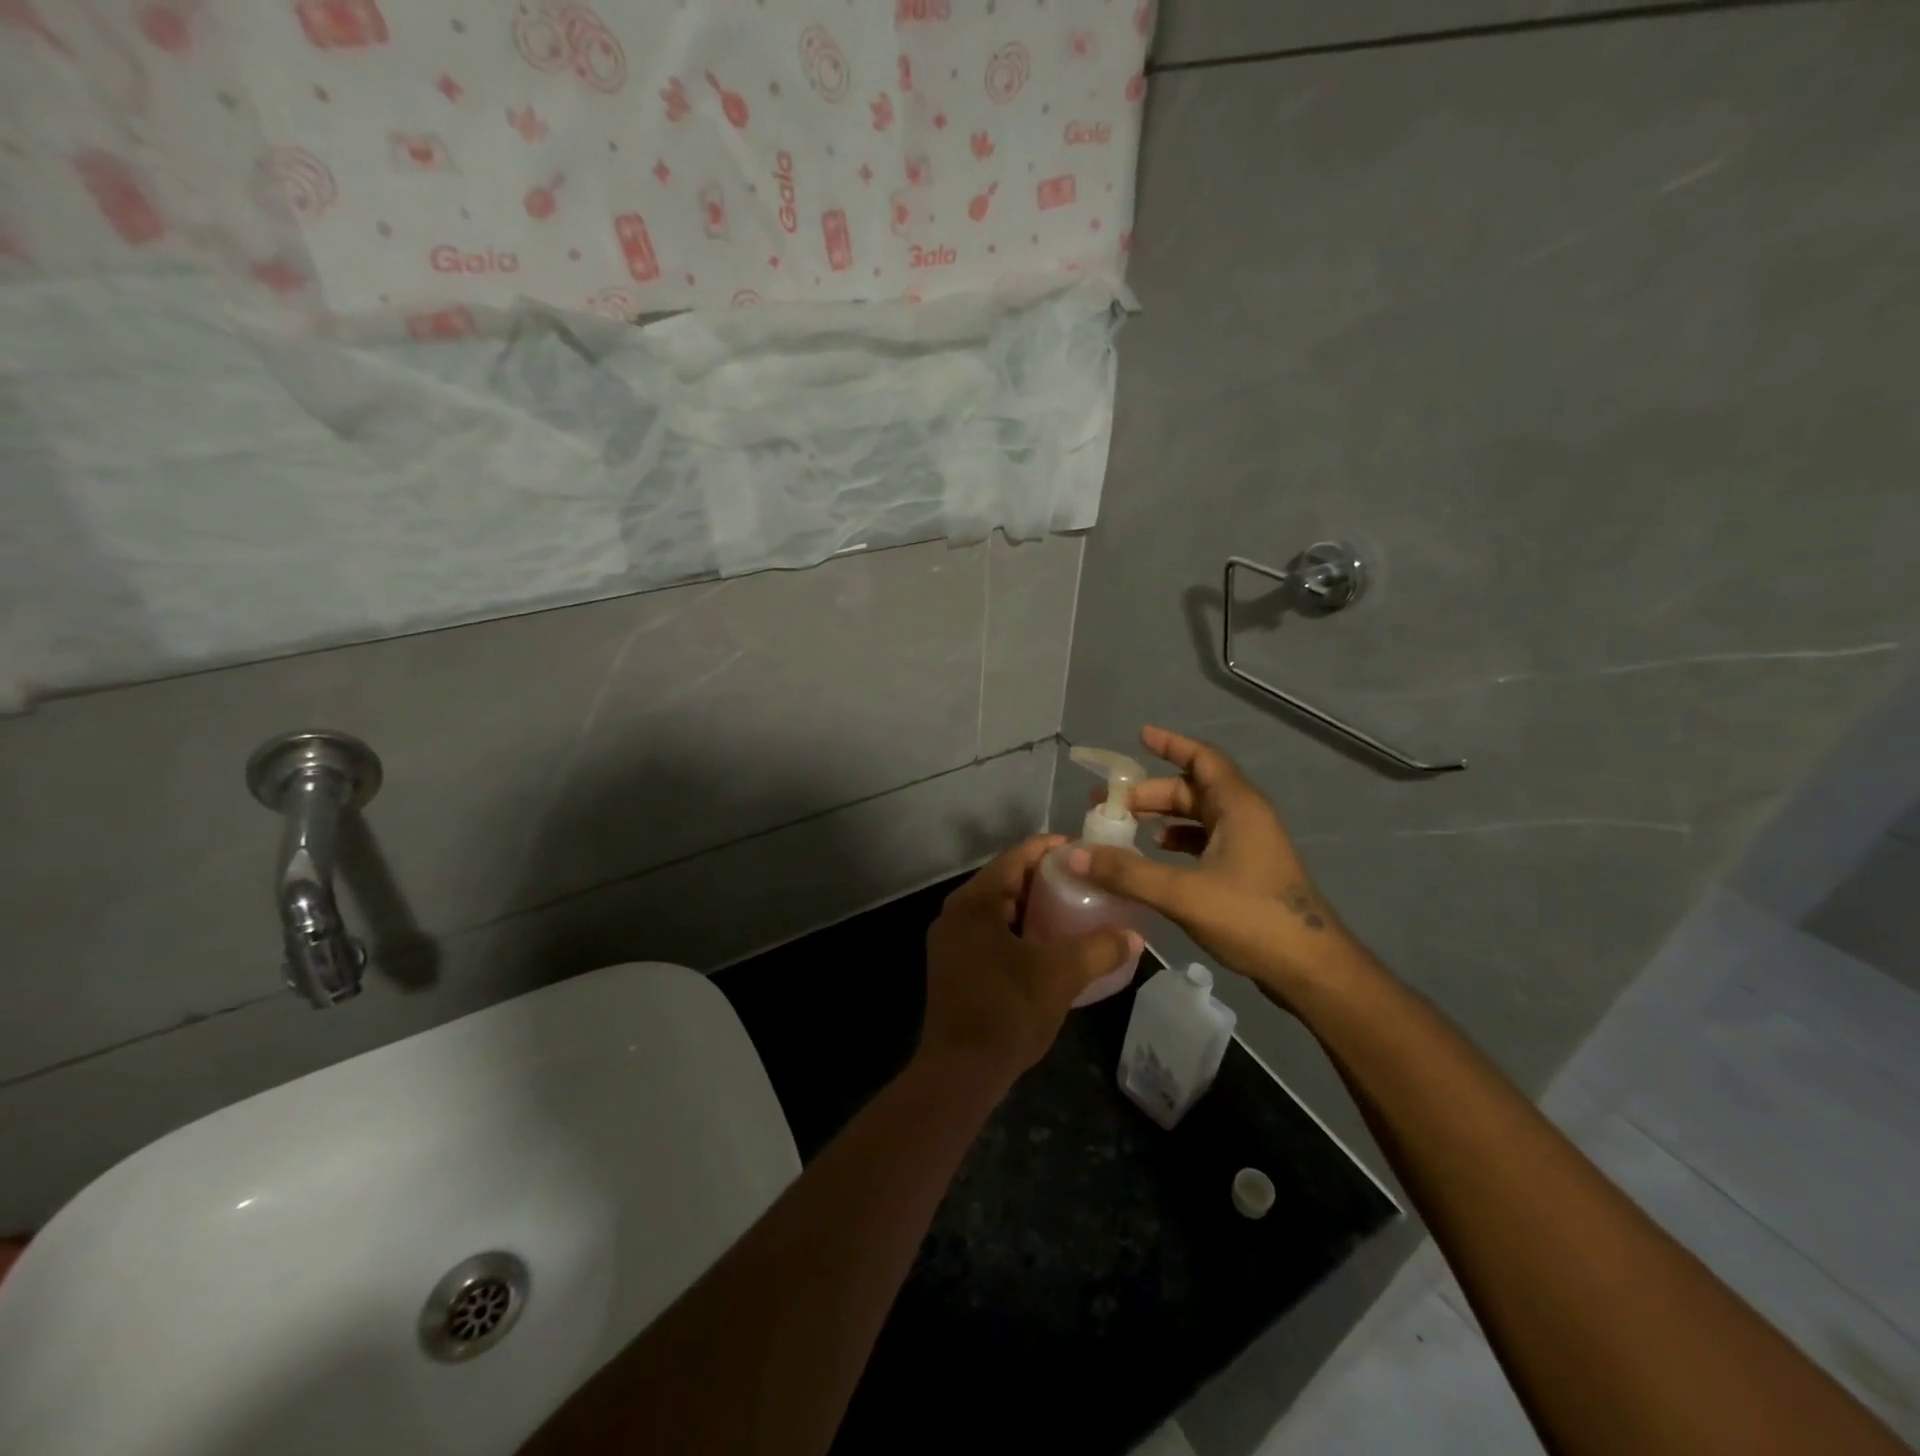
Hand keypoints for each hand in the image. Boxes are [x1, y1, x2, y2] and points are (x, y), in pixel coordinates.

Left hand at [921, 835, 1140, 1087]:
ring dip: (1031, 905)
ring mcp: (950, 941)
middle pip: (1004, 880)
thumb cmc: (1007, 1012)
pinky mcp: (953, 965)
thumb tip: (1135, 936)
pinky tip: (1046, 943)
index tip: (1082, 849)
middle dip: (1043, 878)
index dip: (1049, 849)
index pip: (1015, 858)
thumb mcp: (1060, 976)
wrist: (959, 1072)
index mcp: (975, 902)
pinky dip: (1018, 929)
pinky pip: (990, 931)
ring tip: (1071, 907)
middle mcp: (956, 913)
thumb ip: (1099, 949)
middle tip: (1083, 878)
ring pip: (997, 909)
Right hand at [1073, 727, 1359, 1002]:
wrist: (1310, 970)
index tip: (1140, 736)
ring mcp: (1249, 845)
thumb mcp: (1183, 894)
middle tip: (1109, 804)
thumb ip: (1127, 872)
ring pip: (1198, 817)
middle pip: (1193, 789)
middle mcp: (1245, 817)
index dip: (1172, 745)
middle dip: (1151, 793)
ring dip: (1163, 817)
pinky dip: (1178, 842)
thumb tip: (1073, 854)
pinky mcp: (1247, 871)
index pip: (1202, 760)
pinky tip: (1155, 856)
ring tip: (1125, 828)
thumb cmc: (1252, 919)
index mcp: (1238, 807)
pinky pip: (1205, 842)